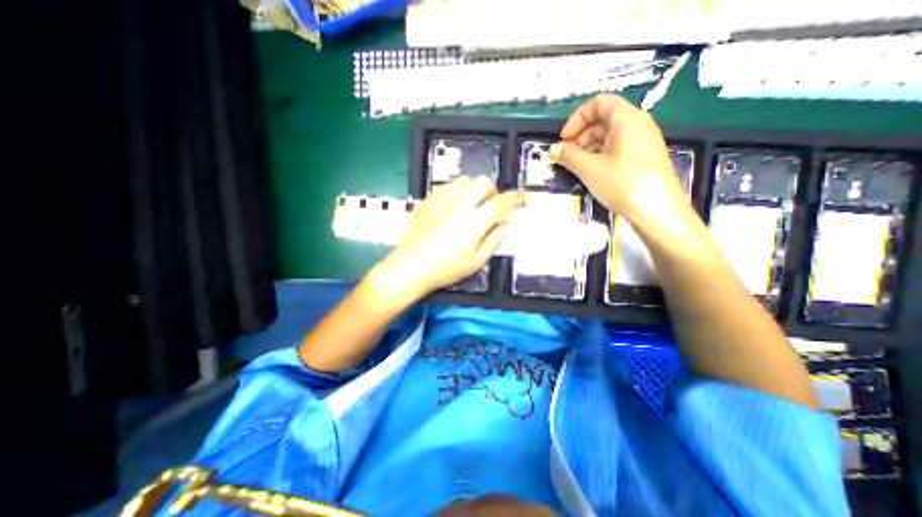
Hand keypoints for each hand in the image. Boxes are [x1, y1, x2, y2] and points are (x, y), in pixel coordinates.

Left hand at [369, 176, 522, 299]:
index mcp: (475, 222)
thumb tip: (505, 223)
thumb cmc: (446, 269)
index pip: (501, 202)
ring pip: (465, 180)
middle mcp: (460, 205)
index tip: (521, 195)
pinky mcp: (428, 200)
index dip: (515, 197)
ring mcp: (442, 200)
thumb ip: (495, 240)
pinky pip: (447, 185)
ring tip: (471, 204)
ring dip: (474, 189)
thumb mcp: (476, 261)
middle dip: (492, 190)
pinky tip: (453, 205)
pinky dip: (457, 191)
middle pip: (483, 182)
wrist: (411, 266)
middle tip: (490, 205)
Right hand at [546, 94, 690, 229]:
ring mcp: (642, 142)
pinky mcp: (643, 158)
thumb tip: (552, 150)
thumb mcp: (589, 169)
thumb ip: (568, 156)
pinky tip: (591, 173)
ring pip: (609, 136)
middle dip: (580, 136)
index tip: (564, 139)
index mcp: (626, 119)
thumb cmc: (622, 183)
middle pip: (603, 120)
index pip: (599, 103)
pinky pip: (617, 149)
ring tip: (576, 167)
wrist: (656, 210)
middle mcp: (637, 125)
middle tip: (566, 157)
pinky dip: (600, 156)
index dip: (577, 118)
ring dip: (588, 148)